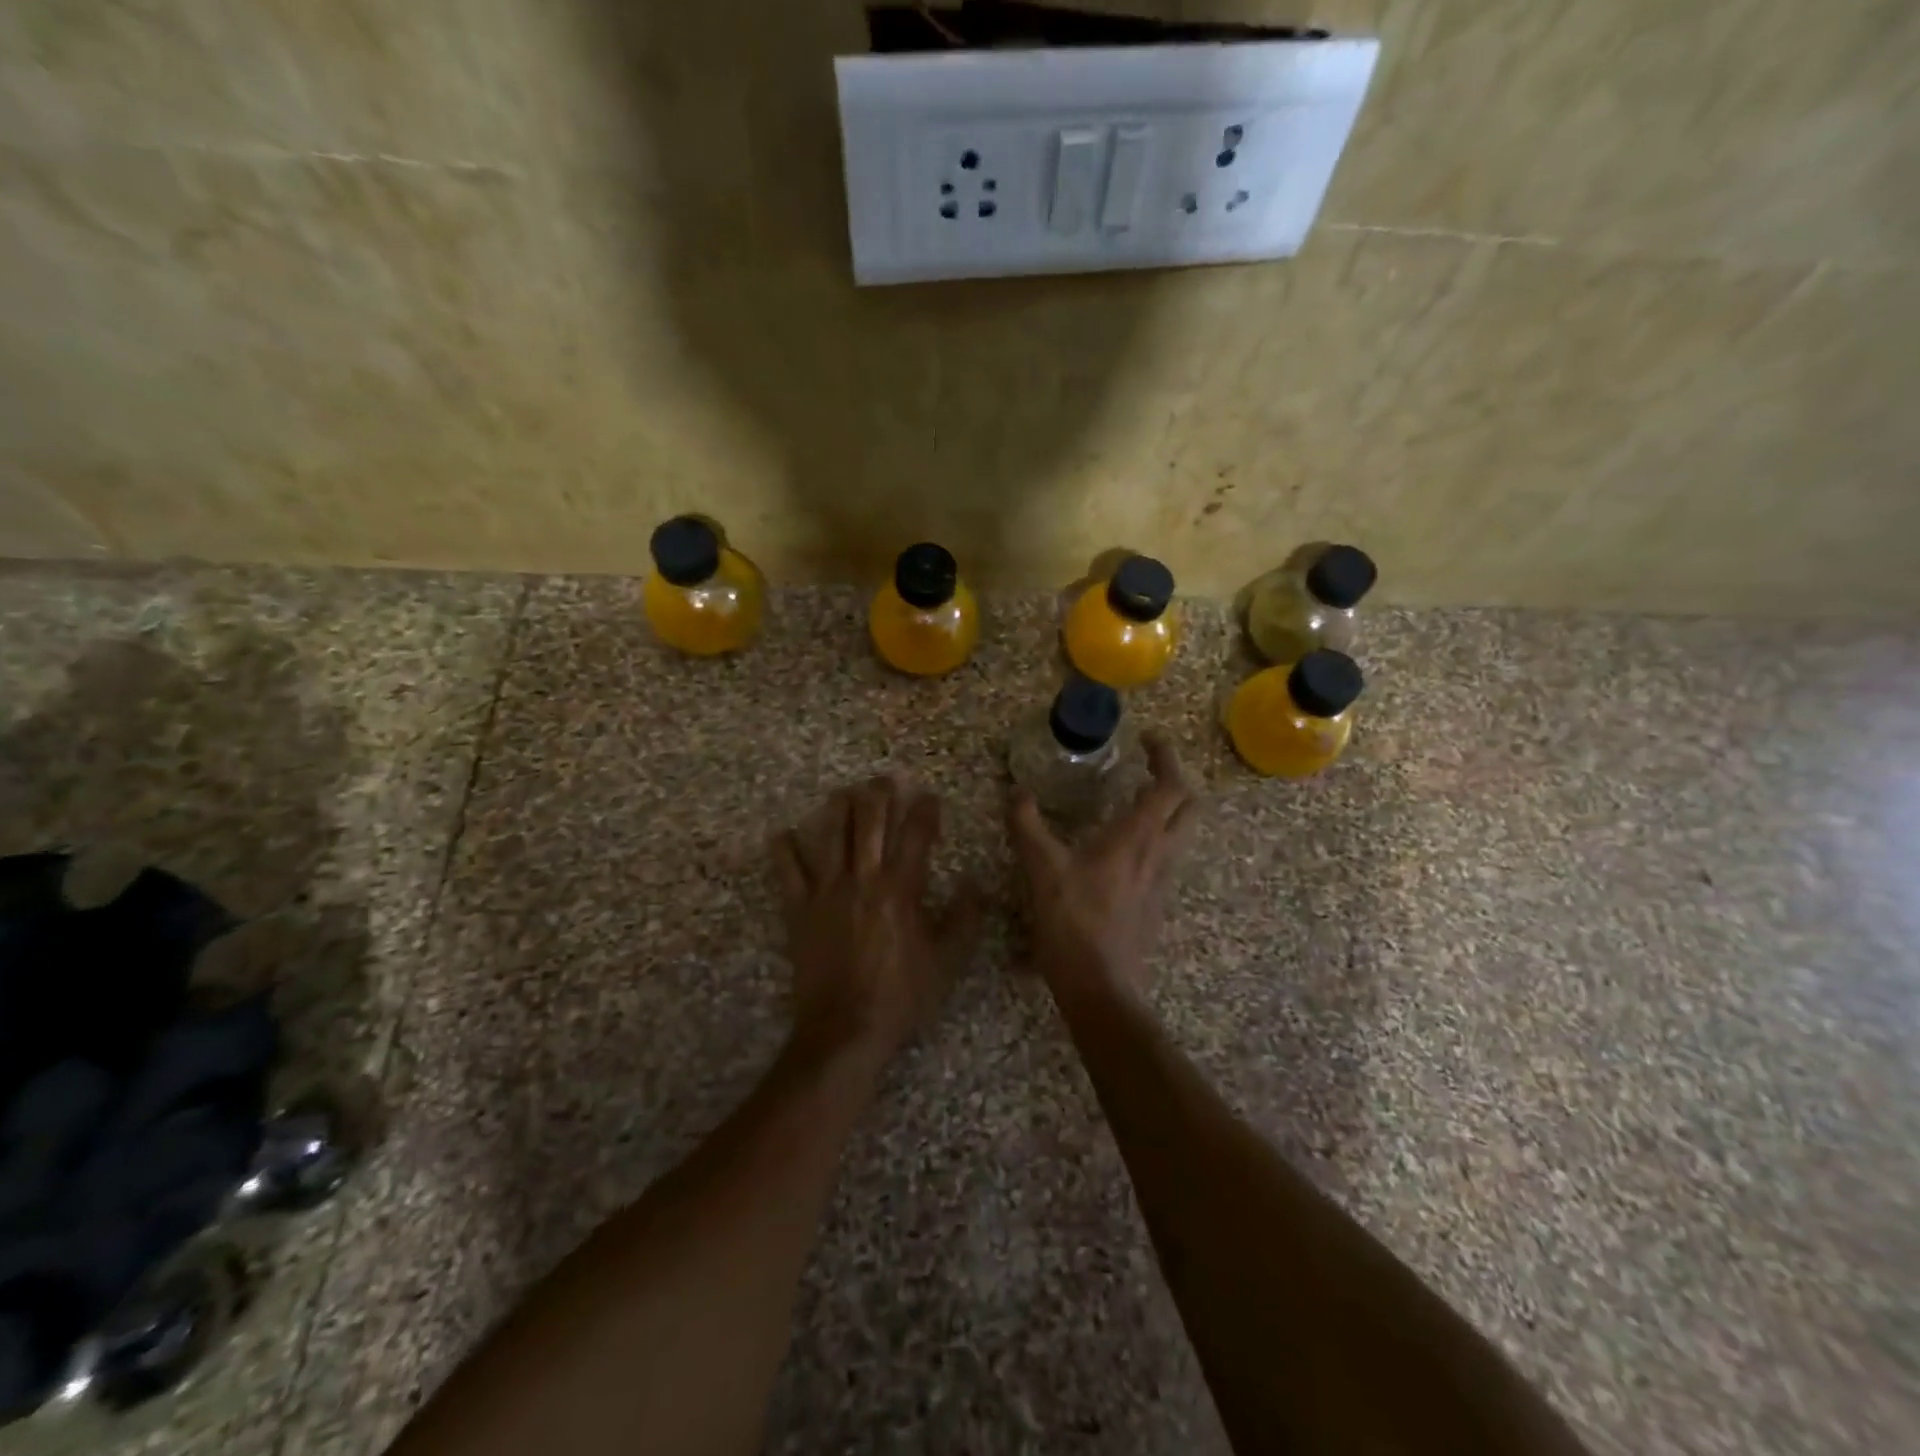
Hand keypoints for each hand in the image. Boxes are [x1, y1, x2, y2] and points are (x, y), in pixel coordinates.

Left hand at [772, 775, 981, 1065]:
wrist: (845, 1029)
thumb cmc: (901, 996)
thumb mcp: (947, 961)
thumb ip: (964, 919)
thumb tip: (974, 884)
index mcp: (901, 889)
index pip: (916, 836)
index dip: (925, 812)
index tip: (930, 798)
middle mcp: (863, 879)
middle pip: (870, 823)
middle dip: (879, 795)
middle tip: (885, 779)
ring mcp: (826, 892)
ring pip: (831, 836)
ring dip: (838, 809)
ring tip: (843, 792)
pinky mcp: (799, 910)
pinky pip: (787, 873)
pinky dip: (783, 851)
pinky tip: (782, 834)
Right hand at [1008, 732, 1198, 1005]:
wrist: (1100, 986)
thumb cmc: (1073, 922)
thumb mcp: (1042, 869)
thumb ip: (1028, 826)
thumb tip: (1017, 792)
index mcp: (1137, 838)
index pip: (1170, 786)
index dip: (1166, 757)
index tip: (1150, 739)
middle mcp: (1159, 854)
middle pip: (1190, 806)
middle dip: (1177, 779)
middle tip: (1150, 766)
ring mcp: (1162, 881)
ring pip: (1182, 833)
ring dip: (1169, 809)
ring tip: (1136, 800)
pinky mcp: (1156, 903)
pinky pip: (1166, 858)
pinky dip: (1156, 837)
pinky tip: (1123, 847)